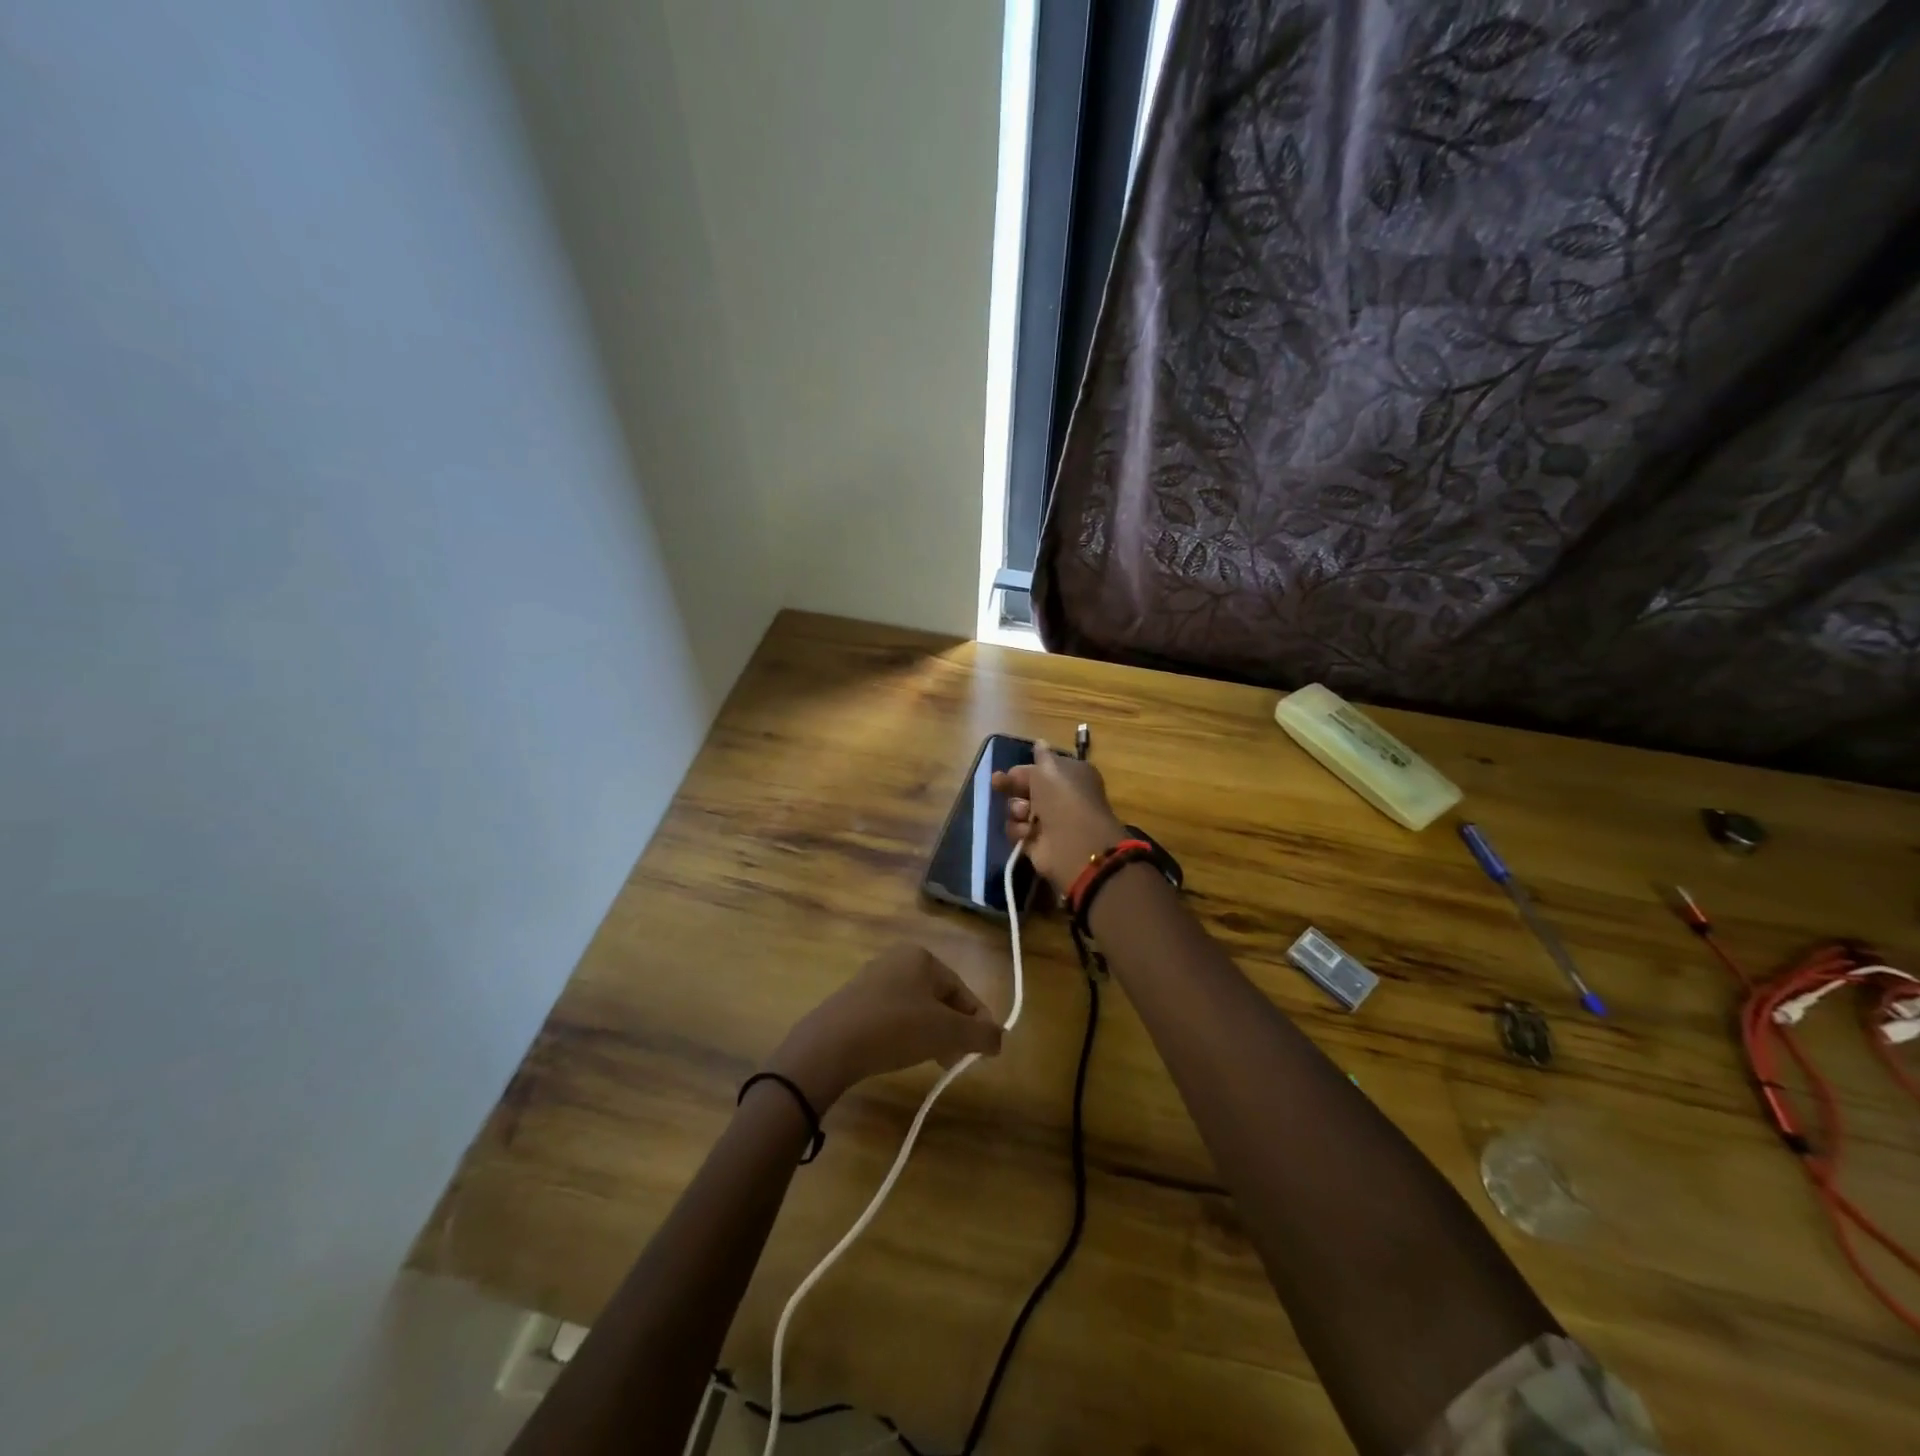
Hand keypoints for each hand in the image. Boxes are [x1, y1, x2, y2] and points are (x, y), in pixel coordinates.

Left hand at [764, 944, 1002, 1107]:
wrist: (829, 1045)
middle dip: (954, 1030)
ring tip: (934, 1062)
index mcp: (922, 957)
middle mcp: (898, 959)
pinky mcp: (854, 1001)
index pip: (962, 991)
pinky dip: (905, 1034)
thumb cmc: (895, 1029)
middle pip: (940, 998)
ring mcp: (873, 979)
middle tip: (958, 1060)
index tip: (984, 1052)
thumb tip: (999, 1039)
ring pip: (916, 1008)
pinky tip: (902, 1055)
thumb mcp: (946, 1033)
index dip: (978, 1022)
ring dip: (931, 1034)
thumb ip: (980, 1034)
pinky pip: (892, 1016)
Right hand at [991, 739, 1127, 893]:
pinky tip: (1028, 833)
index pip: (1039, 769)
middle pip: (1025, 788)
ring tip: (1025, 813)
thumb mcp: (1051, 768)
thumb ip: (1041, 756)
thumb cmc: (1064, 798)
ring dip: (1016, 809)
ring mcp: (1048, 821)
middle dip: (1011, 786)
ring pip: (1017, 810)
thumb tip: (1040, 743)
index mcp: (1069, 776)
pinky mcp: (1036, 843)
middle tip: (998, 784)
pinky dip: (1019, 831)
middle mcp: (1059, 798)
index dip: (1023, 770)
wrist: (1073, 843)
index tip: (1008, 771)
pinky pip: (1016, 831)